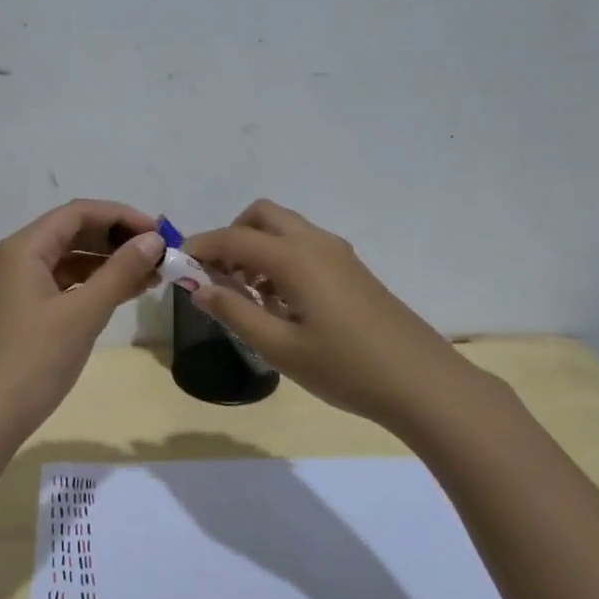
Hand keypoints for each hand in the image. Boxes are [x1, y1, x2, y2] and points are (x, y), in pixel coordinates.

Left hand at [0, 200, 163, 441]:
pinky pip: (59, 285)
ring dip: (106, 264)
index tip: (159, 233)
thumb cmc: (34, 361)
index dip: (121, 216)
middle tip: (158, 256)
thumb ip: (120, 272)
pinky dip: (89, 286)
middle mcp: (13, 258)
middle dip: (116, 240)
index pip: (77, 213)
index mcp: (22, 249)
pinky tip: (119, 296)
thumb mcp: (83, 314)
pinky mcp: (17, 311)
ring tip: (148, 277)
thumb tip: (153, 240)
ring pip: (66, 260)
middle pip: (71, 233)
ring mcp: (12, 286)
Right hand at [185, 200, 476, 434]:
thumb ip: (234, 311)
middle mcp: (316, 243)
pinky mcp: (351, 270)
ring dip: (256, 249)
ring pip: (285, 230)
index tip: (177, 266)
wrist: (421, 383)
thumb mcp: (279, 347)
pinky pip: (304, 248)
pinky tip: (278, 304)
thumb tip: (199, 287)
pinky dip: (279, 260)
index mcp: (295, 258)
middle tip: (216, 277)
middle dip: (231, 237)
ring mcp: (338, 254)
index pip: (234, 238)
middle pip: (262, 216)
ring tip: (245, 297)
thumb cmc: (344, 368)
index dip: (201, 247)